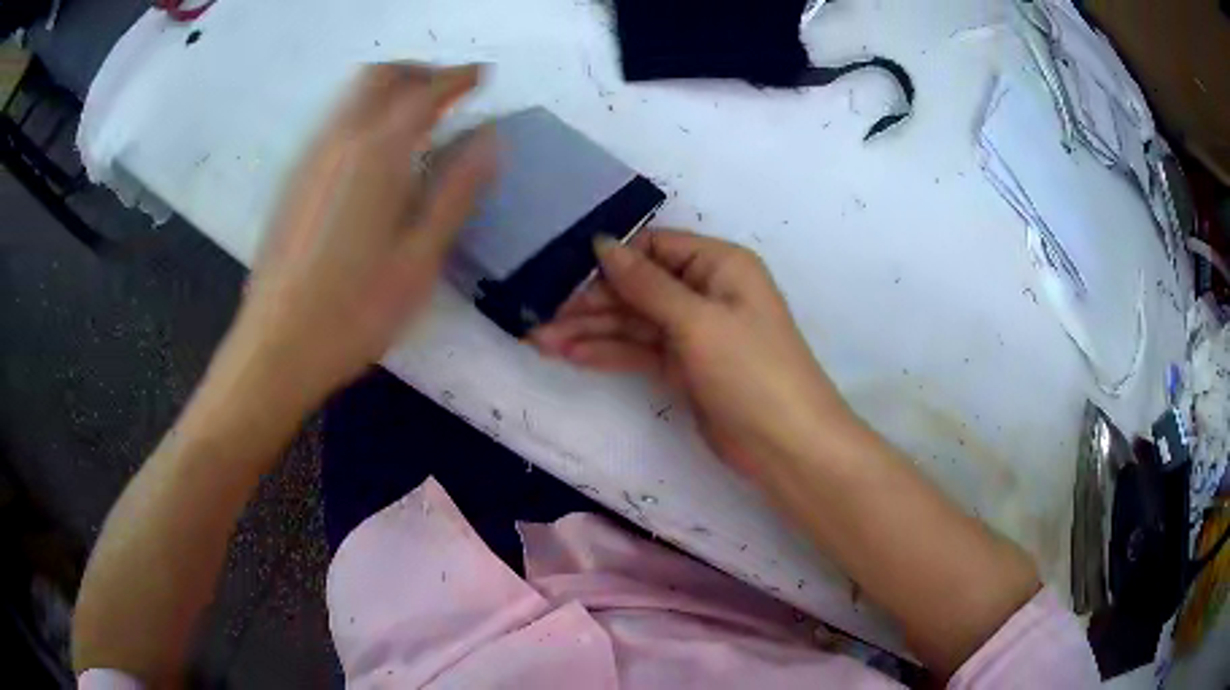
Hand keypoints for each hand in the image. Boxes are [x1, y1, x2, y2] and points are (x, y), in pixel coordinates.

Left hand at [221, 64, 494, 405]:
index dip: (458, 78)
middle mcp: (338, 141)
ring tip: (418, 117)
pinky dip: (364, 115)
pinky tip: (376, 154)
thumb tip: (490, 138)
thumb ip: (457, 189)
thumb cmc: (355, 310)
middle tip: (448, 91)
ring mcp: (309, 159)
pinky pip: (333, 124)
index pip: (425, 92)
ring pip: (352, 97)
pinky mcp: (292, 181)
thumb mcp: (421, 256)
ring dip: (390, 90)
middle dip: (419, 72)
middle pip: (379, 76)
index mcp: (377, 153)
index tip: (482, 76)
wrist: (277, 347)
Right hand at [530, 229, 856, 476]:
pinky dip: (607, 352)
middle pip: (637, 286)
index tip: (562, 274)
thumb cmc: (752, 371)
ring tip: (539, 341)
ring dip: (589, 330)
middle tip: (539, 317)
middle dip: (590, 302)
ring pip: (633, 322)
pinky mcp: (683, 367)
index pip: (653, 247)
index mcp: (718, 265)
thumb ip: (646, 284)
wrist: (786, 446)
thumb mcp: (698, 321)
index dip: (610, 259)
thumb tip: (601, 243)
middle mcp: (705, 291)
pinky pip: (639, 350)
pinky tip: (568, 356)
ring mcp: (693, 332)